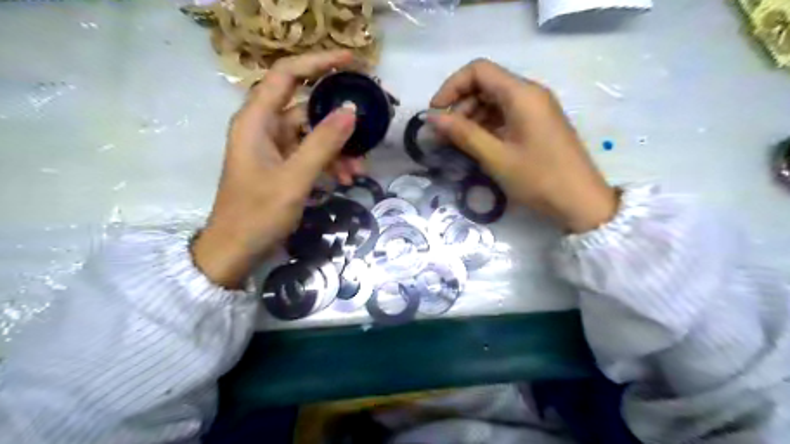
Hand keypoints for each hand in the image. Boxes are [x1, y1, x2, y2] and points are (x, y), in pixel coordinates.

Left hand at [192, 51, 359, 286]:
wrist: (235, 251)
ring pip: (313, 135)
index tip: (352, 61)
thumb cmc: (257, 214)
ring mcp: (273, 148)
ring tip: (357, 171)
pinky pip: (310, 155)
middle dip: (339, 124)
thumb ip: (323, 143)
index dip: (318, 63)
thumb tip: (351, 111)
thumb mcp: (294, 178)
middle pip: (307, 109)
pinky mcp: (281, 165)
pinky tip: (344, 179)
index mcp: (256, 121)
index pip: (287, 75)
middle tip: (367, 132)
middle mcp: (264, 128)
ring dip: (338, 150)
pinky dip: (328, 164)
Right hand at [426, 59, 616, 234]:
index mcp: (521, 94)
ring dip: (471, 118)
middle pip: (485, 85)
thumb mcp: (495, 157)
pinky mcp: (537, 124)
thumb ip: (462, 134)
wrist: (580, 201)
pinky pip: (505, 115)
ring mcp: (535, 109)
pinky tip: (477, 145)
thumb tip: (431, 118)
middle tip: (444, 135)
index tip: (435, 113)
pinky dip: (486, 126)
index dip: (451, 87)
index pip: (478, 70)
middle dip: (460, 105)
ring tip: (457, 144)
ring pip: (494, 101)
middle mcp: (530, 93)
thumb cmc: (538, 178)